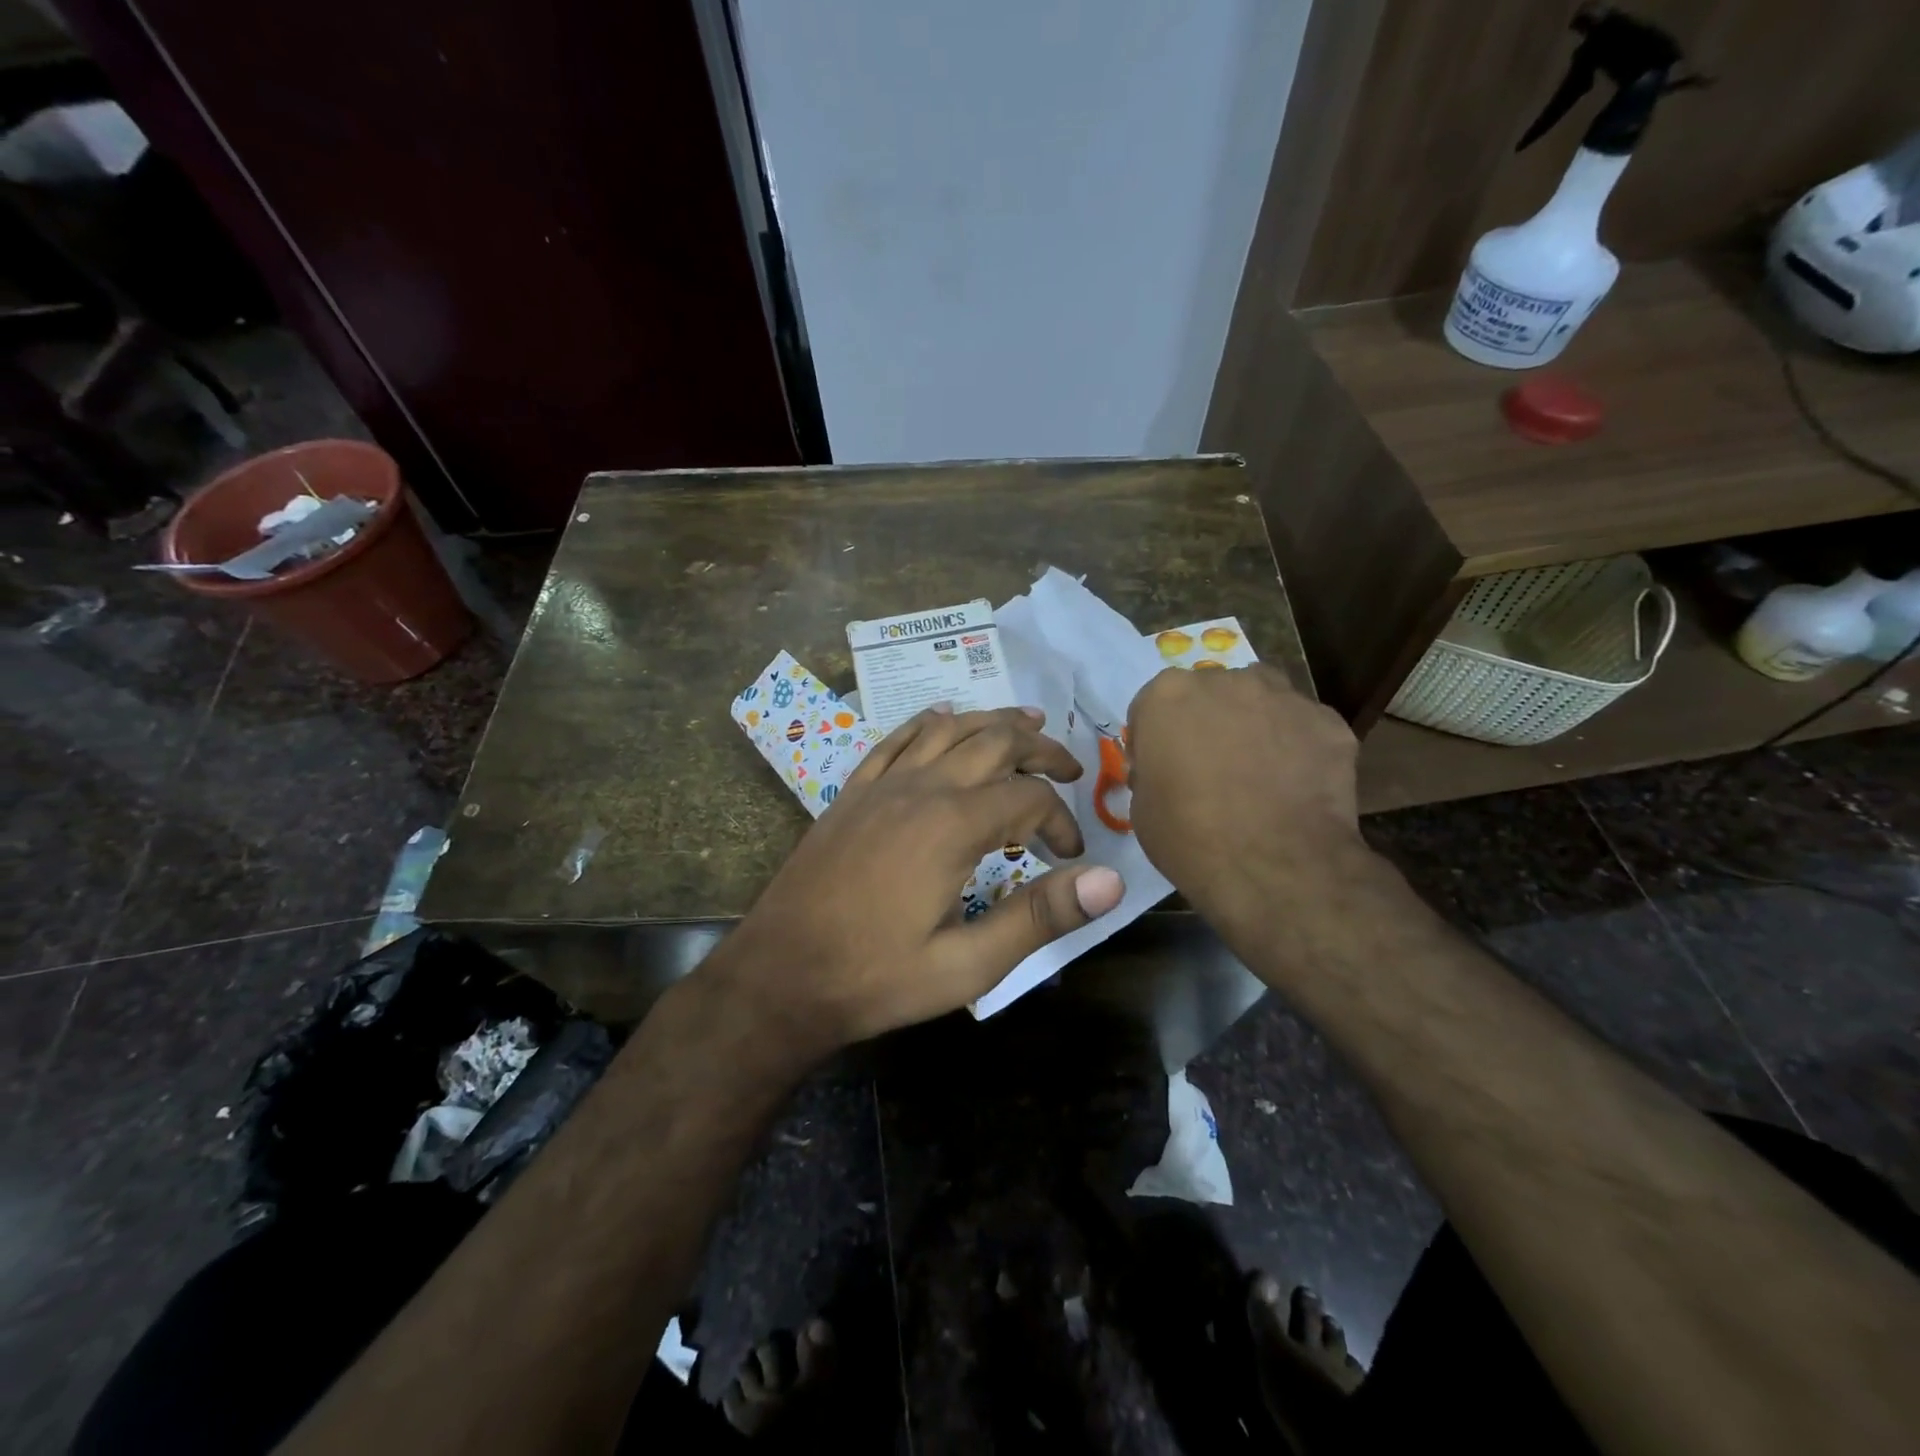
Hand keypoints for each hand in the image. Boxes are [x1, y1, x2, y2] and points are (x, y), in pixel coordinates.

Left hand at [715, 706, 1125, 1049]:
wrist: (779, 975)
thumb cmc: (876, 976)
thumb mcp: (967, 964)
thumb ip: (1039, 916)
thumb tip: (1110, 880)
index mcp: (952, 826)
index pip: (1029, 798)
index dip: (1061, 821)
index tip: (1070, 857)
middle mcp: (920, 789)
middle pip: (993, 742)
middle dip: (1039, 749)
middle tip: (1070, 766)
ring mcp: (881, 785)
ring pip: (947, 729)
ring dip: (991, 721)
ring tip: (1027, 722)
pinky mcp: (852, 793)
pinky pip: (895, 740)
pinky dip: (927, 723)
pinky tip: (940, 717)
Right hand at [1127, 665, 1369, 928]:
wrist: (1274, 866)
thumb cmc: (1189, 837)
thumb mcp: (1142, 807)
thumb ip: (1153, 770)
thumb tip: (1169, 770)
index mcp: (1168, 695)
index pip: (1153, 706)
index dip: (1156, 738)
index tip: (1163, 768)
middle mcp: (1225, 681)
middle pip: (1212, 693)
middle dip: (1209, 723)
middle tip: (1212, 769)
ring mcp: (1282, 697)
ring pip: (1263, 700)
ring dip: (1256, 724)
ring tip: (1259, 772)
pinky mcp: (1329, 722)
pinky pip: (1305, 728)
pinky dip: (1299, 749)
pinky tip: (1297, 787)